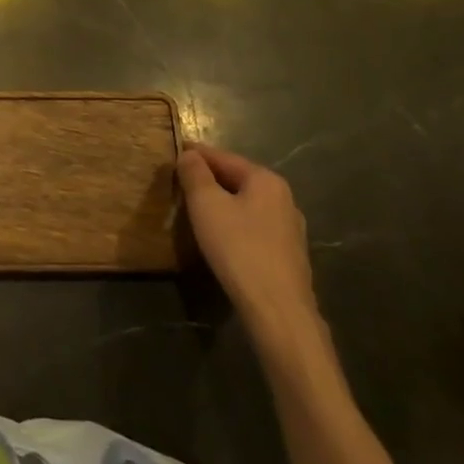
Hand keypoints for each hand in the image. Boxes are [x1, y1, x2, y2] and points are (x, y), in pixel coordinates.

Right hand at [178, 144, 320, 348]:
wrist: (278, 311)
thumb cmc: (239, 249)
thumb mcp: (206, 205)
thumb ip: (195, 174)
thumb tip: (189, 155)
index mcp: (266, 180)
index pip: (223, 157)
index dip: (195, 153)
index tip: (173, 151)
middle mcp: (284, 199)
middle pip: (237, 179)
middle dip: (208, 178)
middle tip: (180, 181)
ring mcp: (290, 229)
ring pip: (246, 205)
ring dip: (222, 203)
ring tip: (196, 208)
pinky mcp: (288, 256)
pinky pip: (254, 227)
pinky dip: (234, 224)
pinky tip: (221, 236)